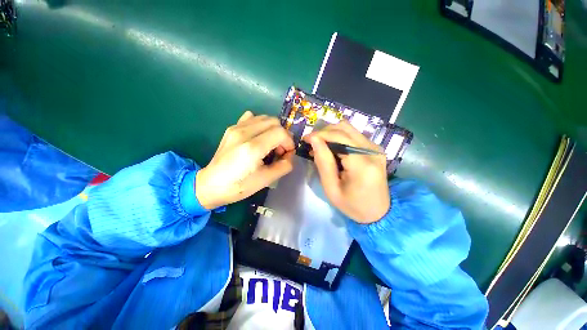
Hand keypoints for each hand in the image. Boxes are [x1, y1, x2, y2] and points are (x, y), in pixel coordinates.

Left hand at [196, 111, 294, 209]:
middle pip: (274, 122)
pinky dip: (260, 125)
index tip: (287, 154)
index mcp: (253, 148)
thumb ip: (284, 166)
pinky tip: (258, 137)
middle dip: (282, 135)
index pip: (280, 133)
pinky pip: (252, 118)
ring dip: (273, 129)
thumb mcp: (266, 180)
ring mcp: (236, 128)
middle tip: (279, 150)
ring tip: (269, 144)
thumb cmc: (239, 186)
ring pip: (264, 118)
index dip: (289, 143)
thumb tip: (290, 155)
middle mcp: (244, 132)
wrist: (211, 185)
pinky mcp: (232, 128)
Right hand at [303, 121, 389, 223]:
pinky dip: (339, 138)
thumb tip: (314, 139)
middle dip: (324, 132)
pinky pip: (353, 135)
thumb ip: (323, 162)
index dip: (320, 134)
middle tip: (312, 143)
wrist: (378, 212)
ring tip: (321, 146)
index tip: (306, 139)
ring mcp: (375, 148)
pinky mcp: (375, 148)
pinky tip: (333, 149)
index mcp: (362, 164)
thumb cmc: (352, 205)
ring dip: (331, 134)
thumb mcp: (331, 188)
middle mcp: (372, 150)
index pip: (339, 137)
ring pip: (349, 129)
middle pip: (344, 128)